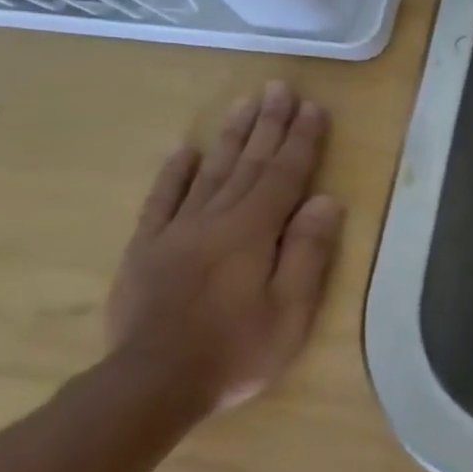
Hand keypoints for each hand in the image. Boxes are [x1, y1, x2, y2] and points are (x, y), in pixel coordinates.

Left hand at [106, 82, 342, 414]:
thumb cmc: (238, 349)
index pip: (285, 175)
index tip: (314, 108)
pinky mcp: (146, 248)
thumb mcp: (291, 309)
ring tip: (245, 104)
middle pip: (248, 163)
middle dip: (268, 124)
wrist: (153, 382)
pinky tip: (185, 150)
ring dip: (230, 136)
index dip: (302, 141)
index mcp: (253, 232)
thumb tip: (325, 201)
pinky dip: (175, 172)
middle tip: (280, 88)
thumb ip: (308, 252)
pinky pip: (162, 200)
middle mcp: (214, 219)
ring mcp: (175, 231)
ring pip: (209, 172)